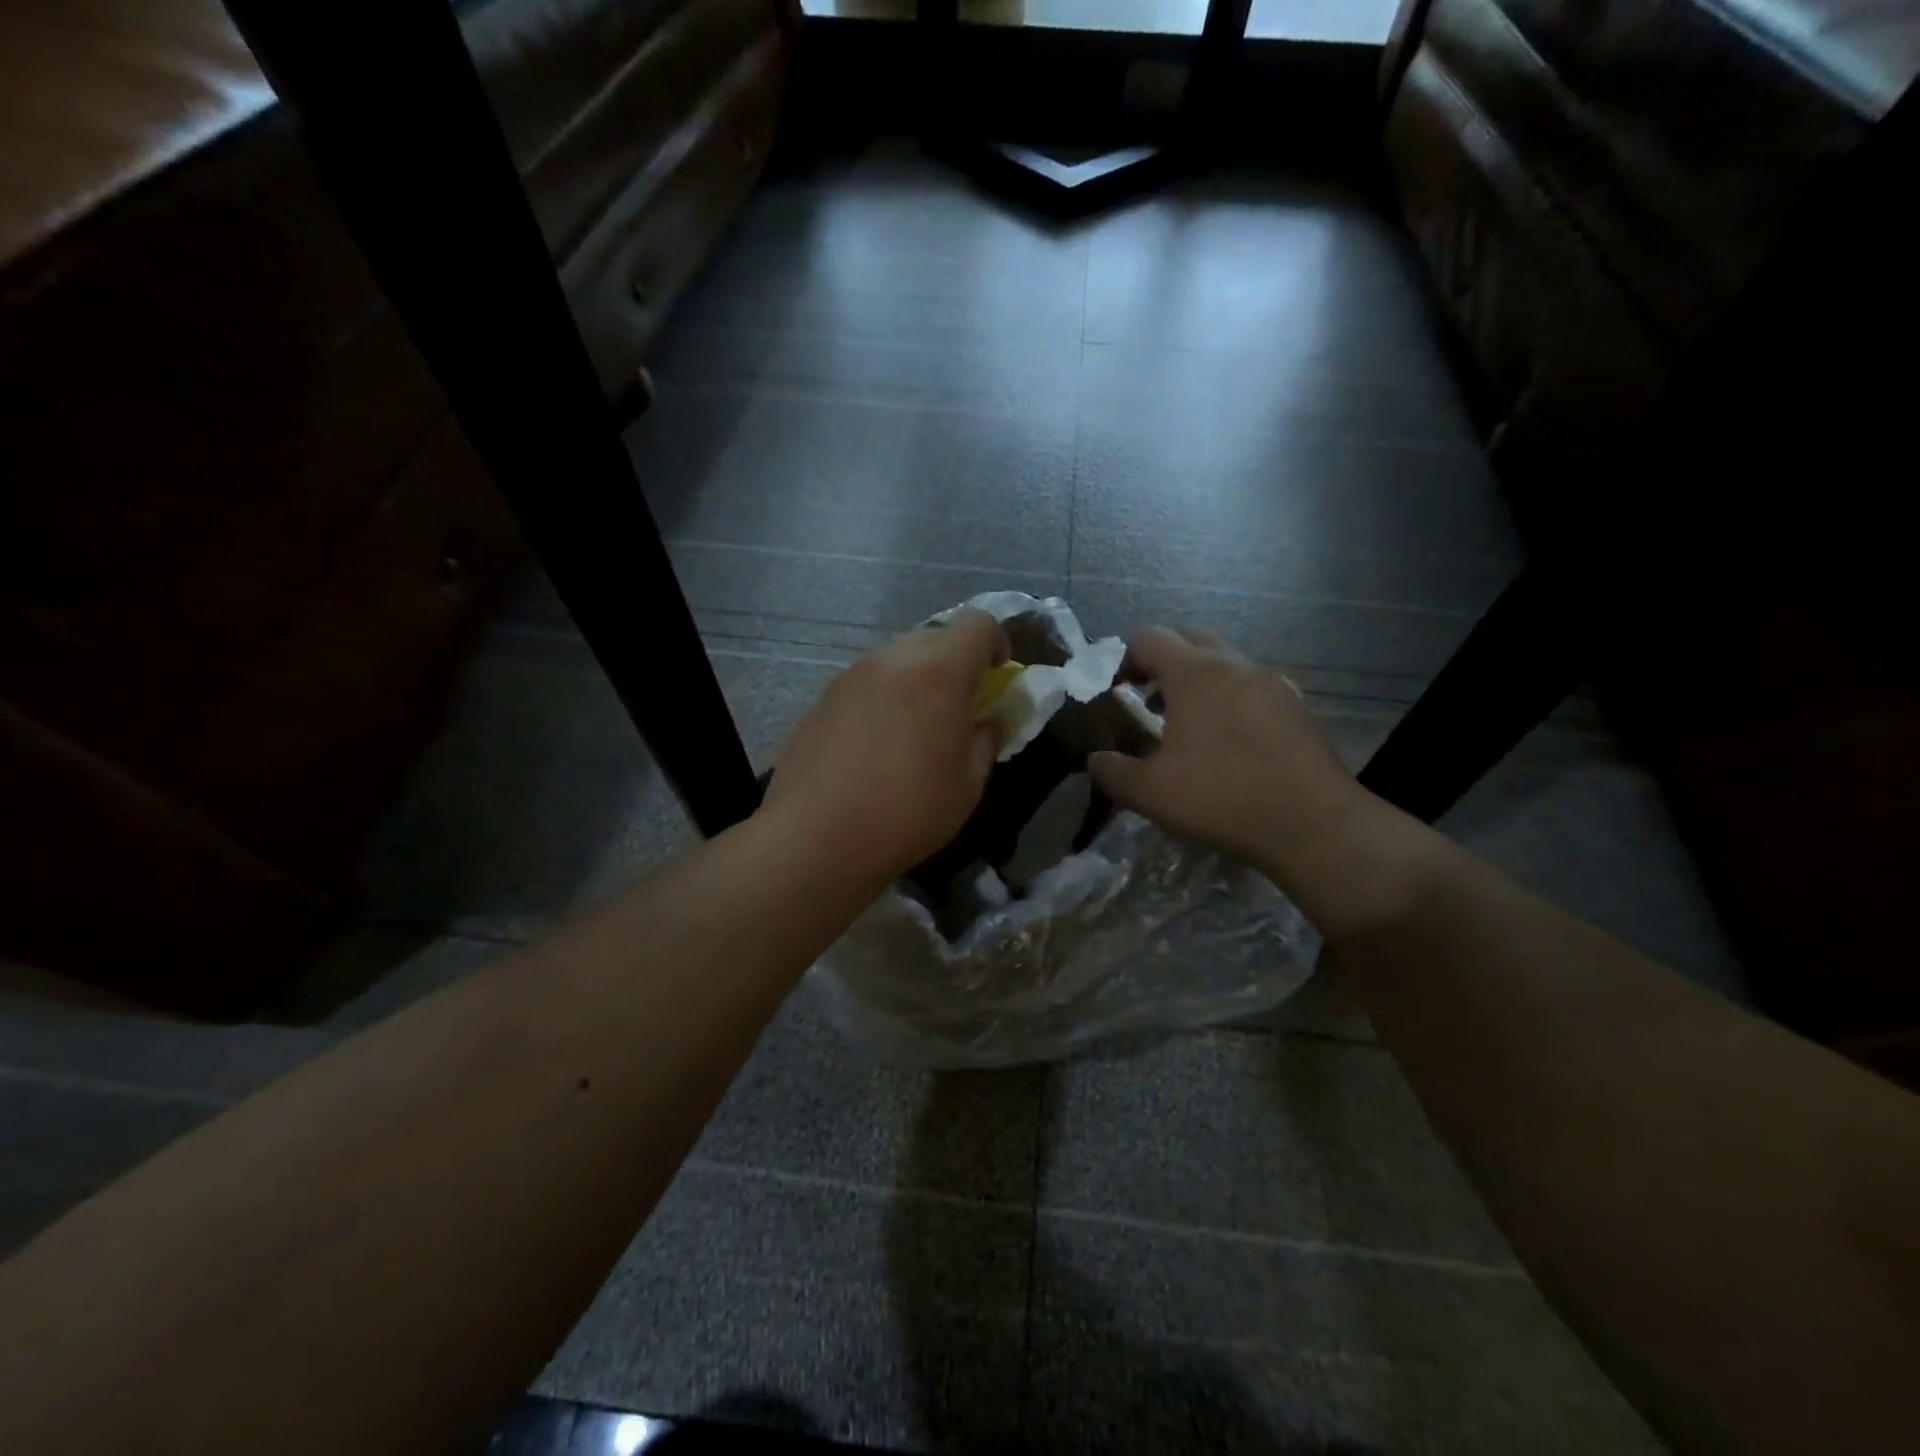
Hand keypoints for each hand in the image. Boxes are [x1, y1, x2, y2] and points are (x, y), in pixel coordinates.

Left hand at [759, 609, 1007, 888]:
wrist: (816, 837)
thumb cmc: (907, 812)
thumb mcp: (968, 784)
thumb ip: (985, 740)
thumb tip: (986, 721)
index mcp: (939, 670)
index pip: (978, 623)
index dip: (997, 644)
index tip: (997, 678)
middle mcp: (893, 658)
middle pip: (936, 636)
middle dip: (957, 662)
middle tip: (958, 707)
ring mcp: (852, 674)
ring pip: (898, 657)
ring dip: (918, 679)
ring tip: (915, 728)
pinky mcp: (824, 697)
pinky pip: (868, 681)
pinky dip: (885, 696)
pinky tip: (877, 743)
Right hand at [1088, 627, 1371, 890]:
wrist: (1313, 824)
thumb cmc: (1222, 798)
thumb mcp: (1150, 793)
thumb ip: (1112, 772)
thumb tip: (1096, 760)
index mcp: (1195, 674)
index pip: (1149, 637)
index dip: (1125, 658)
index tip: (1117, 692)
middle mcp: (1235, 665)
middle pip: (1190, 639)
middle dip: (1163, 661)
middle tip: (1149, 700)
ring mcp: (1272, 683)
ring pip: (1226, 662)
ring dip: (1199, 680)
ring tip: (1188, 725)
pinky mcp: (1297, 707)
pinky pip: (1253, 687)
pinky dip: (1232, 699)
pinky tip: (1230, 742)